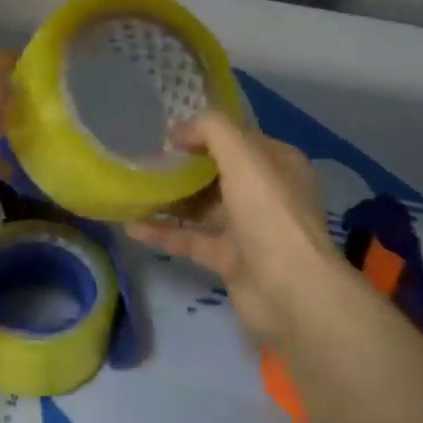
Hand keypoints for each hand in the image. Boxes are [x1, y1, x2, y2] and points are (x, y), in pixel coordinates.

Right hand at [126, 111, 346, 346]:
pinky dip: (164, 232)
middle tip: (145, 161)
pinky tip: (132, 226)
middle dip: (183, 165)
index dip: (204, 133)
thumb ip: (211, 130)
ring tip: (134, 190)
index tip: (166, 135)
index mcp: (277, 163)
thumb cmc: (269, 214)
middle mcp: (265, 192)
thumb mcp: (243, 156)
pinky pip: (191, 238)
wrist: (290, 292)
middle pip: (218, 171)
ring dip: (171, 198)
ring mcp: (248, 228)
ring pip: (203, 206)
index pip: (237, 138)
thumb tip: (178, 130)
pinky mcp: (230, 259)